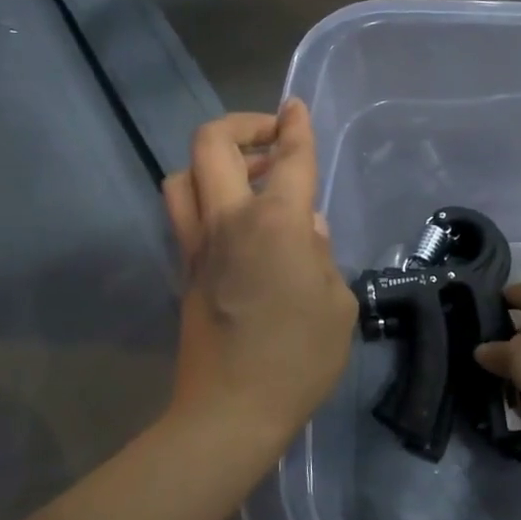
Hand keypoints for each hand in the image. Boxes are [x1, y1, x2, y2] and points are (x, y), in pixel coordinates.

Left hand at [162, 101, 356, 451]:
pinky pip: (184, 213)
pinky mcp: (183, 269)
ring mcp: (198, 244)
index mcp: (276, 224)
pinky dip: (204, 197)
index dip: (295, 126)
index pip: (290, 158)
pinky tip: (235, 221)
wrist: (230, 411)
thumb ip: (324, 256)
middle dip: (242, 125)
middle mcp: (230, 221)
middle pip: (212, 144)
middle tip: (270, 137)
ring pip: (184, 174)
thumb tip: (309, 229)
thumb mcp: (337, 305)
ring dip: (212, 161)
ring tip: (246, 176)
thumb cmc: (299, 360)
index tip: (295, 107)